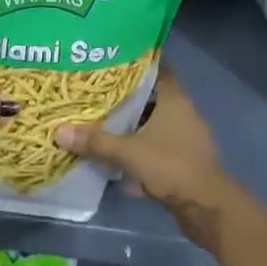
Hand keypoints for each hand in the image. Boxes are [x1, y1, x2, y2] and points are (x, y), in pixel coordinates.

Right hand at [54, 67, 234, 230]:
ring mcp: (185, 137)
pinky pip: (157, 146)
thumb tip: (59, 131)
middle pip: (151, 96)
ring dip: (132, 125)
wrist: (206, 207)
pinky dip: (140, 148)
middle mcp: (182, 112)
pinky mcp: (183, 159)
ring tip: (102, 121)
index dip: (137, 62)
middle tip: (97, 91)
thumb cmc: (171, 166)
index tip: (113, 58)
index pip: (157, 68)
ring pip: (153, 123)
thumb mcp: (129, 152)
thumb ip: (96, 141)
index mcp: (174, 99)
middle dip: (126, 96)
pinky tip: (119, 155)